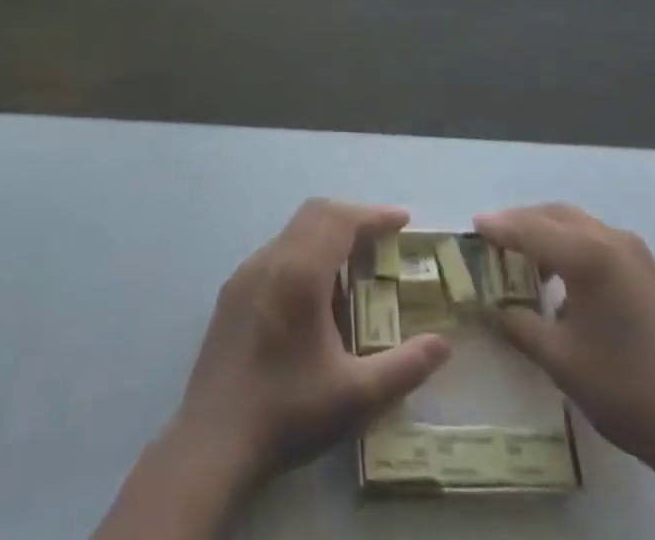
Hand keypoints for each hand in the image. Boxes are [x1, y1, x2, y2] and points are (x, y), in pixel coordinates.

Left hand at [172, 199, 452, 489]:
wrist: (211, 442)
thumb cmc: (287, 412)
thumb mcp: (355, 397)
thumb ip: (404, 367)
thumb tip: (443, 344)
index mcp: (300, 272)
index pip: (341, 220)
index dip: (374, 216)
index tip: (403, 222)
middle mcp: (271, 258)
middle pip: (316, 213)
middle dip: (352, 217)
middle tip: (382, 240)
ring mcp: (246, 272)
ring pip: (293, 230)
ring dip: (326, 235)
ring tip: (353, 268)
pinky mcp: (232, 291)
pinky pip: (276, 252)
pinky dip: (304, 253)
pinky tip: (313, 296)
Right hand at [474, 203, 654, 485]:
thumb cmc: (628, 389)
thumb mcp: (561, 361)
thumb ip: (520, 326)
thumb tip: (494, 308)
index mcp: (588, 254)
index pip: (530, 228)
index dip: (499, 227)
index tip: (473, 225)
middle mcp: (611, 240)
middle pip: (555, 215)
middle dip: (522, 223)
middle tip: (494, 240)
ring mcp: (635, 254)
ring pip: (578, 226)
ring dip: (547, 234)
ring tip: (522, 260)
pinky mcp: (648, 272)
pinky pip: (597, 242)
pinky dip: (570, 247)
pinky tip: (561, 280)